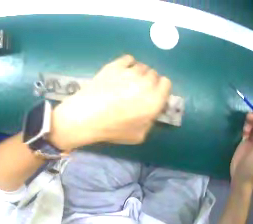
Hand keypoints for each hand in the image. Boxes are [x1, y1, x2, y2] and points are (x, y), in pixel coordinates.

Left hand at [50, 55, 170, 149]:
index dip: (161, 89)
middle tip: (139, 90)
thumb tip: (152, 108)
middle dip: (150, 81)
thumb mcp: (139, 135)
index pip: (167, 83)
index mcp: (154, 100)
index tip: (154, 94)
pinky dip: (128, 64)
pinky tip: (121, 73)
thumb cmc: (112, 129)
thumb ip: (151, 120)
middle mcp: (146, 83)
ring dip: (138, 73)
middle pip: (154, 74)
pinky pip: (129, 59)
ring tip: (127, 82)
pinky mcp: (115, 65)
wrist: (85, 117)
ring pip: (142, 66)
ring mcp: (130, 71)